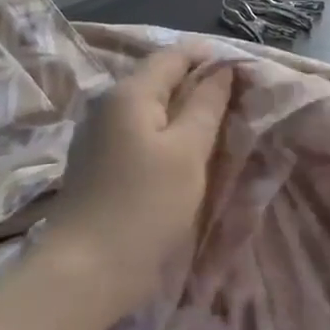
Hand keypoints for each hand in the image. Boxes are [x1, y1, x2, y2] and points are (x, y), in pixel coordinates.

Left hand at [43, 48, 233, 319]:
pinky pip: (140, 133)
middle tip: (239, 106)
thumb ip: (207, 104)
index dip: (212, 58)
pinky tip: (185, 157)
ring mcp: (99, 135)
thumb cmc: (144, 206)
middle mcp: (109, 104)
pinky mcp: (98, 163)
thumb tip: (222, 68)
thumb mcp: (188, 152)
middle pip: (161, 79)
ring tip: (219, 131)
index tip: (246, 76)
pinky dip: (166, 136)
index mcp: (129, 92)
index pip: (176, 55)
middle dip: (201, 86)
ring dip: (185, 113)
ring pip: (152, 108)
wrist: (84, 273)